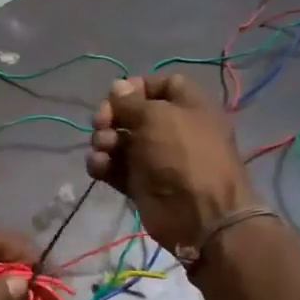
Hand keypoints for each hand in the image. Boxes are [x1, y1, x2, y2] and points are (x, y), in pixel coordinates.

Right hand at [87, 74, 260, 252]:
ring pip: (119, 141)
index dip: (137, 87)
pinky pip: (115, 168)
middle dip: (112, 115)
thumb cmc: (183, 155)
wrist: (199, 215)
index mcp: (188, 106)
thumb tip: (117, 86)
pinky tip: (99, 166)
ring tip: (103, 148)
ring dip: (104, 140)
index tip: (117, 94)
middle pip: (133, 113)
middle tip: (101, 123)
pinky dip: (103, 165)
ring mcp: (154, 158)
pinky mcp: (139, 184)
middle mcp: (171, 129)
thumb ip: (131, 102)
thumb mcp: (158, 117)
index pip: (161, 85)